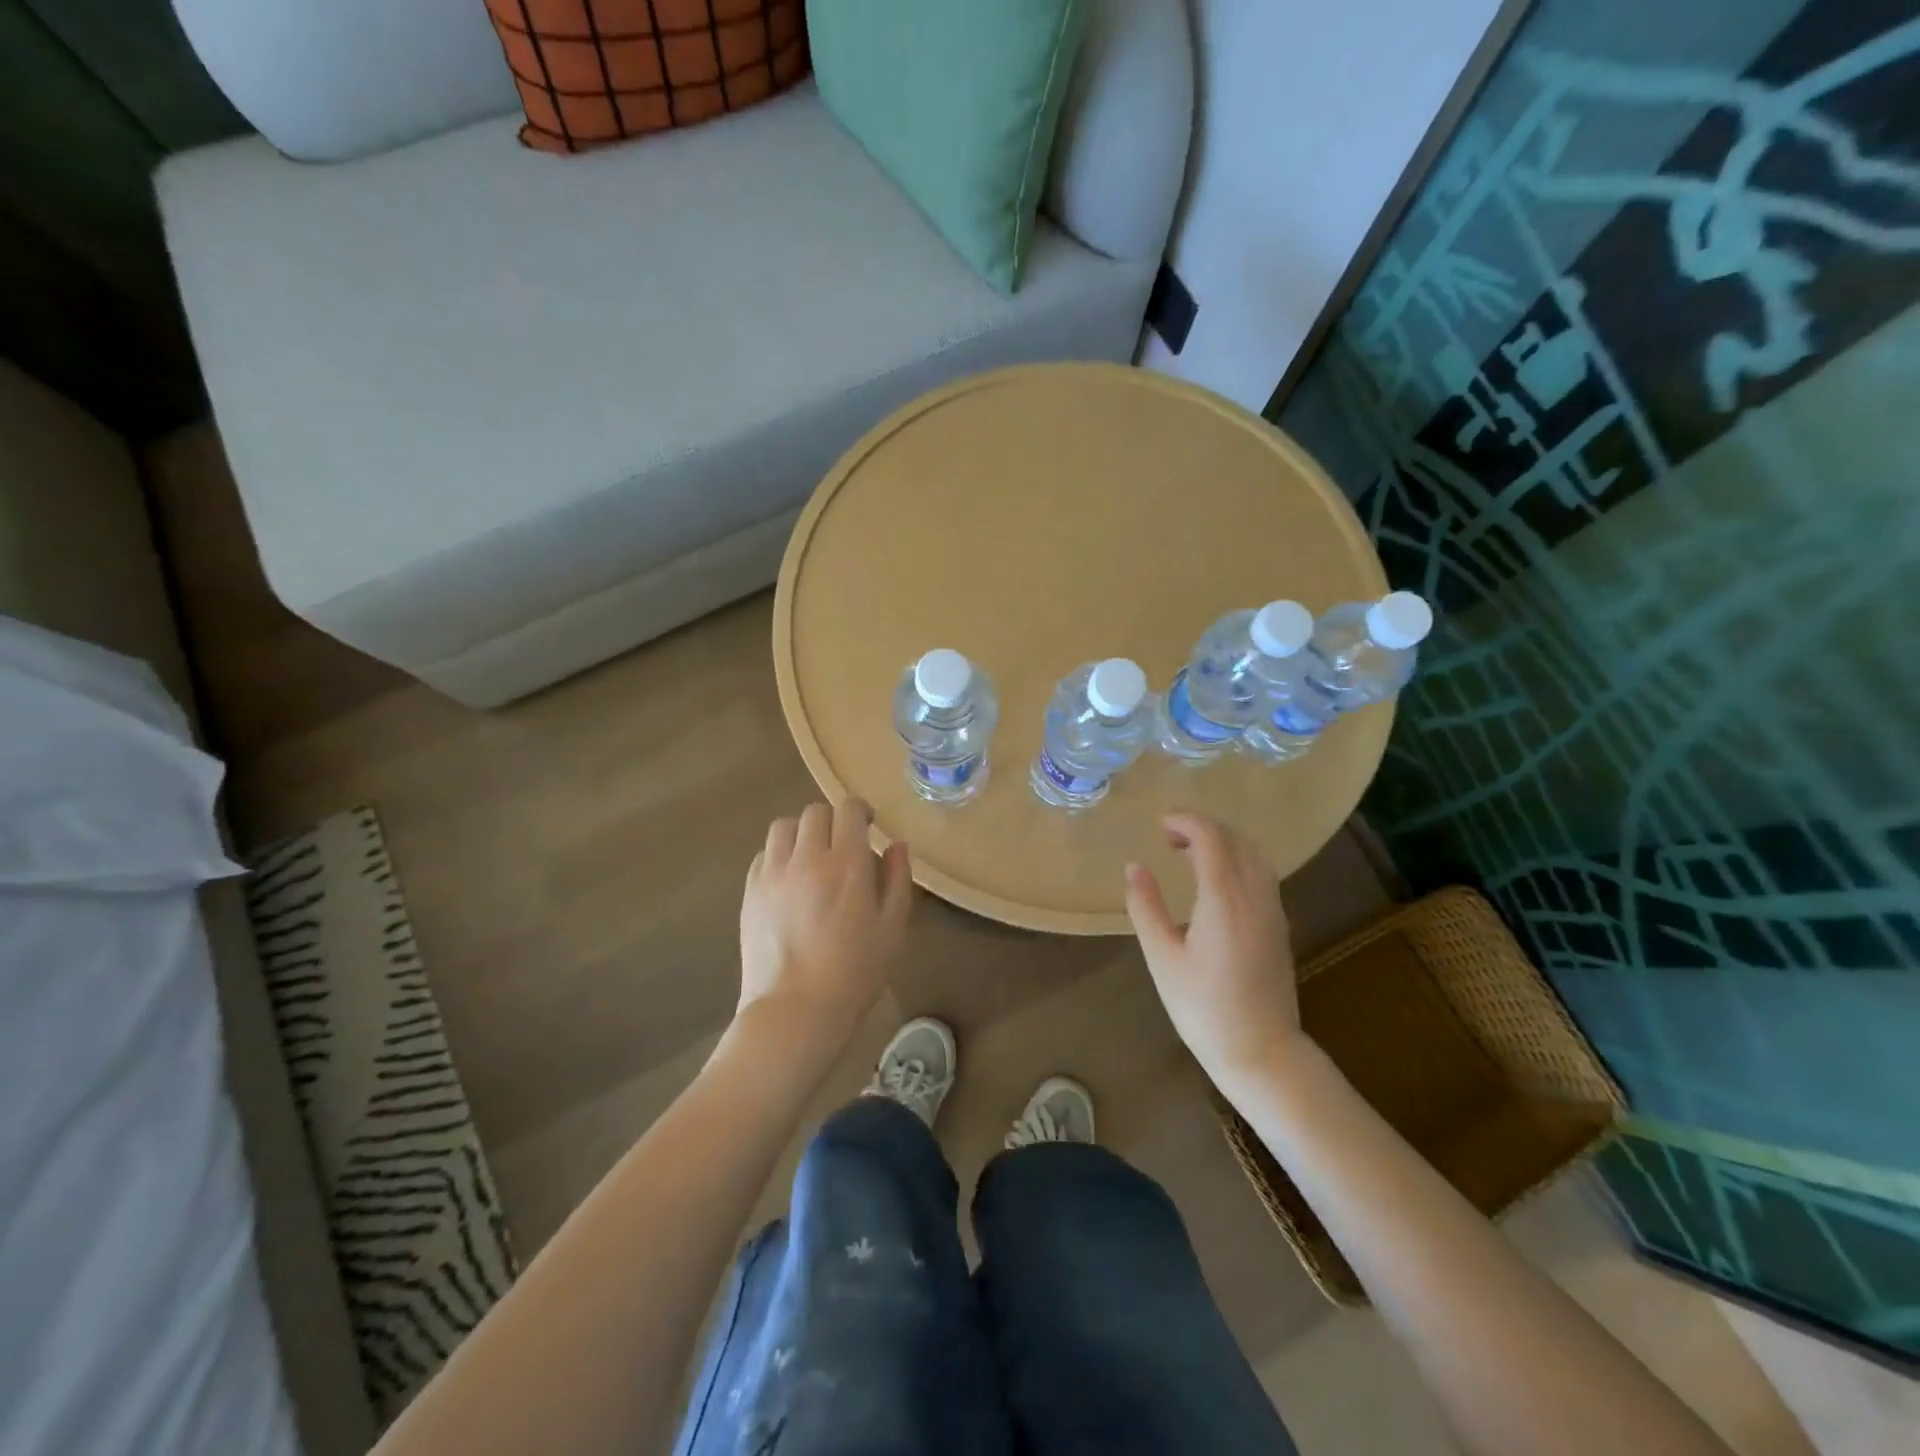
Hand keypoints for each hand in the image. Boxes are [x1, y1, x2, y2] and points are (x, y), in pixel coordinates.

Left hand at [738, 798, 912, 1050]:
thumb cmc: (855, 971)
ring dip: (801, 833)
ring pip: (783, 827)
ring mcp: (773, 874)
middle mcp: (806, 858)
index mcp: (846, 863)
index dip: (860, 810)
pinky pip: (763, 856)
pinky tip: (788, 881)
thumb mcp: (892, 928)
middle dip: (832, 821)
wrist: (795, 1009)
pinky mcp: (750, 892)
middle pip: (814, 813)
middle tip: (841, 846)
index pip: (848, 809)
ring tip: (810, 858)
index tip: (867, 825)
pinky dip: (778, 857)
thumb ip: (897, 880)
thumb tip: (896, 846)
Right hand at [1125, 812, 1304, 1086]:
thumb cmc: (1203, 1008)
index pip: (1211, 838)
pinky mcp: (1279, 925)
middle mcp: (1255, 896)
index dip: (1186, 821)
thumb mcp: (1162, 958)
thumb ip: (1146, 907)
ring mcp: (1273, 910)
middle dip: (1204, 827)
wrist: (1261, 1052)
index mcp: (1224, 899)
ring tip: (1189, 853)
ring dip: (1223, 841)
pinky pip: (1262, 874)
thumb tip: (1134, 866)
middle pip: (1236, 839)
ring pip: (1254, 855)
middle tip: (1169, 836)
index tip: (1160, 823)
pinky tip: (1214, 880)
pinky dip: (1237, 860)